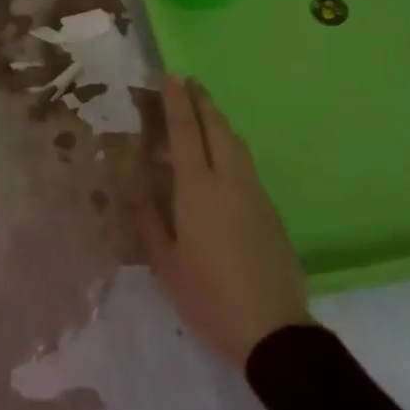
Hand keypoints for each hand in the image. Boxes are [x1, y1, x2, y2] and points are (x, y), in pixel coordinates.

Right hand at [141, 74, 313, 366]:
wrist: (273, 331)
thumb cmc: (208, 296)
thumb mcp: (165, 262)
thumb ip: (149, 218)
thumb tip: (136, 185)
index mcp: (198, 190)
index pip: (185, 132)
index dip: (177, 102)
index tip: (171, 77)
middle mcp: (229, 181)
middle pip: (217, 128)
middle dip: (202, 101)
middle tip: (189, 82)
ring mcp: (255, 195)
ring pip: (237, 144)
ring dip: (219, 121)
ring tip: (204, 112)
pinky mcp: (271, 212)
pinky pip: (246, 165)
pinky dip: (230, 147)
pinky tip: (222, 157)